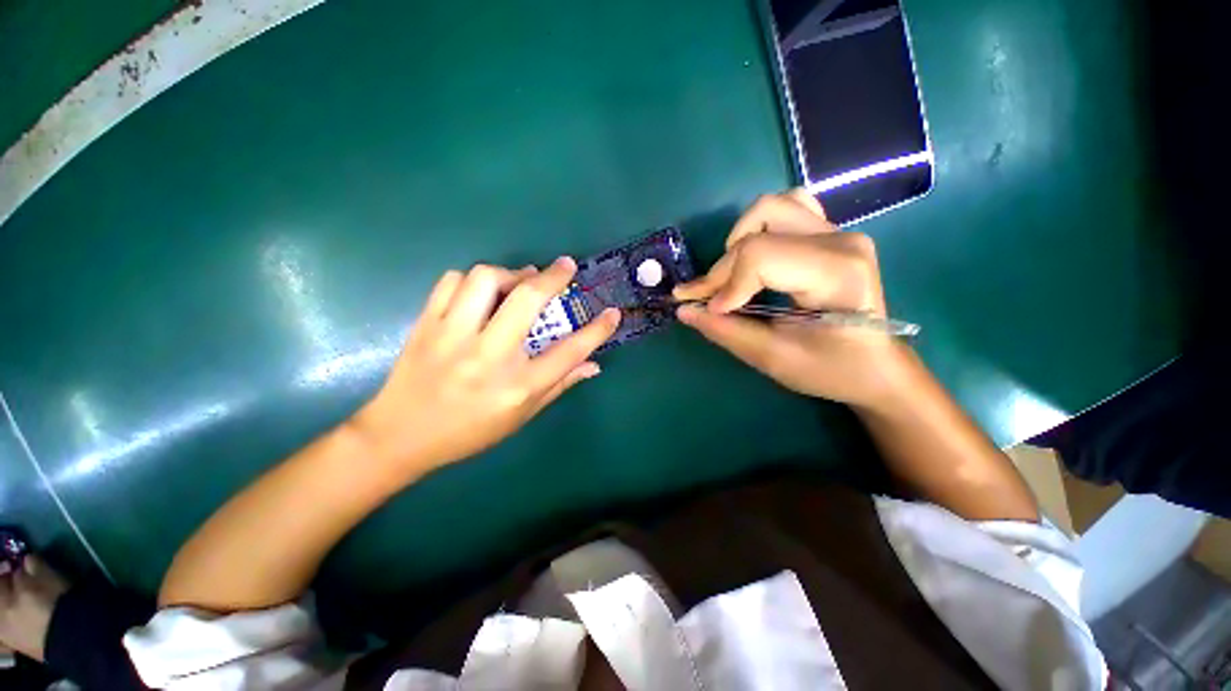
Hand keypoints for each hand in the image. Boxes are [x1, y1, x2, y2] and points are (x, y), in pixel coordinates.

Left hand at [352, 258, 620, 474]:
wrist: (400, 436)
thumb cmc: (469, 431)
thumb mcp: (521, 416)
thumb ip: (560, 385)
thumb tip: (594, 365)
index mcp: (517, 386)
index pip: (569, 352)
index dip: (597, 330)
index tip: (612, 313)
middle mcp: (489, 357)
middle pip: (528, 301)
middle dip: (553, 276)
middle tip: (565, 267)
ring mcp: (453, 337)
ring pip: (485, 280)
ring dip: (511, 273)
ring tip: (520, 281)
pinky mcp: (426, 325)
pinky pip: (452, 282)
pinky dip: (473, 279)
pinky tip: (483, 290)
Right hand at [674, 190, 912, 410]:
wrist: (875, 365)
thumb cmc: (831, 369)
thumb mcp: (774, 358)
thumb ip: (726, 331)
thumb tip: (684, 310)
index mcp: (837, 274)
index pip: (761, 257)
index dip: (725, 284)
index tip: (711, 312)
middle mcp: (840, 240)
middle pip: (757, 233)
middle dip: (723, 270)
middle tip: (708, 300)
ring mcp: (837, 230)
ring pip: (769, 209)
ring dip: (739, 242)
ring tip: (734, 276)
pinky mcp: (830, 231)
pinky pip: (787, 209)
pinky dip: (761, 228)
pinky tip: (756, 255)